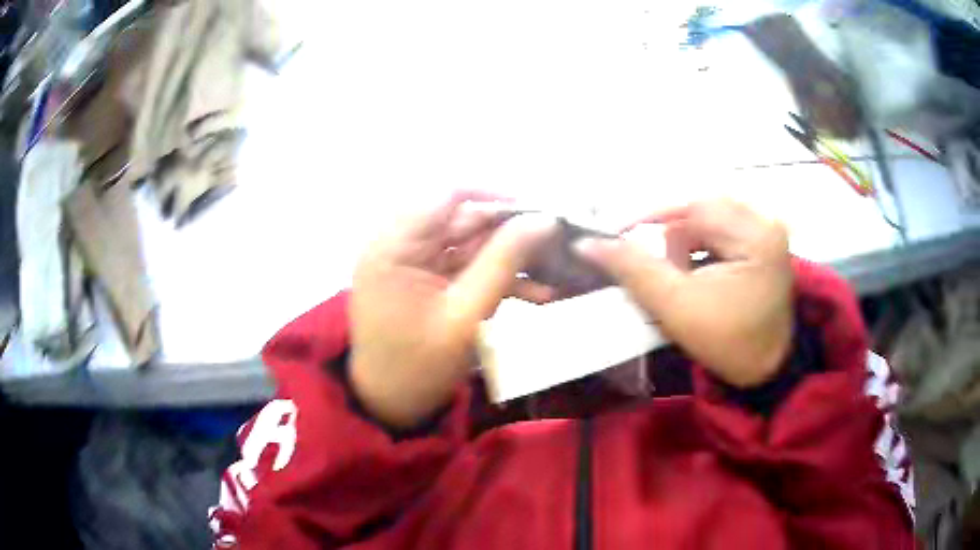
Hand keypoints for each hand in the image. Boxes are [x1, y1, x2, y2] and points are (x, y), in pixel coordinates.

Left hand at [351, 192, 556, 427]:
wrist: (391, 405)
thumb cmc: (419, 367)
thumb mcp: (466, 315)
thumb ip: (503, 262)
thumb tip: (544, 220)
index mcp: (394, 245)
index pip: (447, 196)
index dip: (496, 197)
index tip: (539, 212)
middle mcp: (398, 243)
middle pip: (461, 219)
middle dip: (510, 232)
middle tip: (555, 242)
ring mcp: (411, 261)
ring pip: (469, 244)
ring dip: (508, 258)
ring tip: (553, 270)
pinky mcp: (425, 279)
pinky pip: (464, 267)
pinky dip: (495, 277)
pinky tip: (534, 293)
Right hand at [576, 200, 792, 387]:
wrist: (766, 370)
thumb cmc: (728, 343)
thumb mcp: (677, 308)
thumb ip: (634, 270)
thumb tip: (587, 243)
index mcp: (756, 233)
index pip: (694, 206)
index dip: (651, 216)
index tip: (615, 234)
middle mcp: (765, 221)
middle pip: (700, 211)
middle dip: (671, 239)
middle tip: (660, 272)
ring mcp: (765, 230)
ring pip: (706, 220)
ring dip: (684, 245)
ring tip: (680, 280)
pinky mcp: (761, 240)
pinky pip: (718, 230)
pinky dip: (698, 248)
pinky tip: (695, 274)